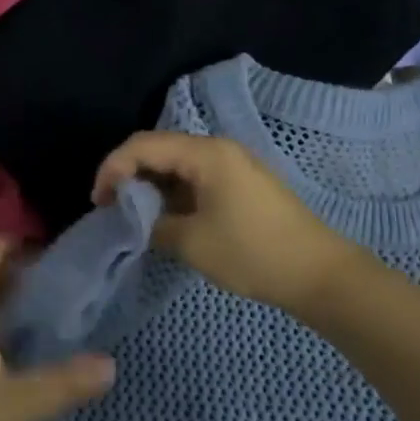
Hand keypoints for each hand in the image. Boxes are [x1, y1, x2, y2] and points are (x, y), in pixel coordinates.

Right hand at [93, 132, 371, 315]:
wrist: (320, 275)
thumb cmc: (253, 253)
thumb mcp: (192, 242)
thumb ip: (152, 223)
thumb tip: (134, 218)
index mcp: (205, 153)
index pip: (143, 145)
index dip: (113, 168)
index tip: (98, 201)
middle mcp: (217, 149)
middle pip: (158, 149)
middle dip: (128, 174)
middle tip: (110, 206)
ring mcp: (232, 165)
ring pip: (176, 164)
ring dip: (150, 185)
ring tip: (133, 215)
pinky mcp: (240, 184)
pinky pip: (194, 177)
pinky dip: (172, 193)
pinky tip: (164, 217)